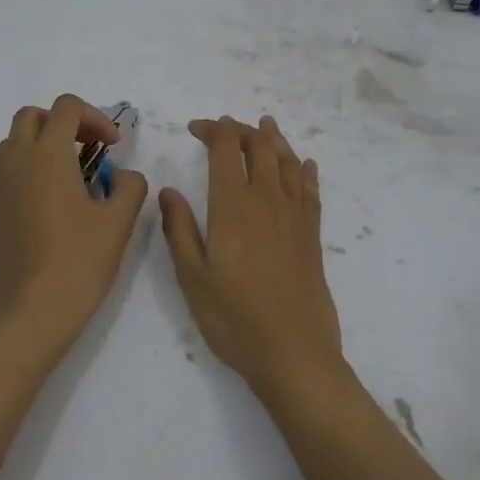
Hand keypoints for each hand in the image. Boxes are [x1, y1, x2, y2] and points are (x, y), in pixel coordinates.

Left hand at [0, 94, 148, 348]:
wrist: (35, 310)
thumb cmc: (80, 261)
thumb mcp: (119, 220)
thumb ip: (129, 185)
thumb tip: (120, 176)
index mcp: (48, 155)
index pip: (66, 107)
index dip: (96, 118)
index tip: (114, 147)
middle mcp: (19, 161)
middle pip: (33, 115)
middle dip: (65, 121)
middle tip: (92, 148)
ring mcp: (4, 185)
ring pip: (17, 139)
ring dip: (45, 140)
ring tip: (76, 169)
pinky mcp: (1, 207)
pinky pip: (12, 166)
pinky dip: (34, 163)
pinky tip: (60, 195)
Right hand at [159, 115, 345, 400]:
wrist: (294, 353)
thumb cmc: (234, 318)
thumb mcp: (192, 277)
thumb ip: (178, 229)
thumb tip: (168, 191)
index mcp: (233, 205)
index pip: (226, 148)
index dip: (212, 129)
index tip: (194, 129)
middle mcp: (267, 199)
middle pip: (260, 146)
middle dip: (241, 129)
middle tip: (223, 128)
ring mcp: (295, 215)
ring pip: (287, 161)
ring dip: (274, 139)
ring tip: (265, 126)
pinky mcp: (312, 234)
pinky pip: (310, 189)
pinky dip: (304, 170)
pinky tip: (303, 164)